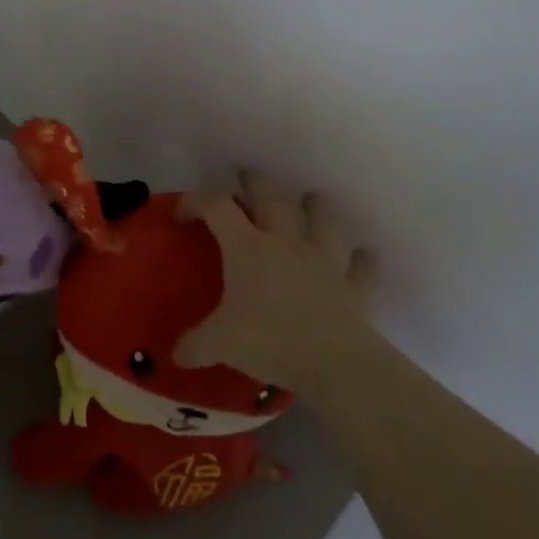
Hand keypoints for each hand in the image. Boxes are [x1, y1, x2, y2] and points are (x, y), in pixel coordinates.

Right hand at [174, 170, 379, 391]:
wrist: (334, 362)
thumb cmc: (270, 340)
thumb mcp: (221, 344)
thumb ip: (195, 345)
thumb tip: (177, 354)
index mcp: (247, 247)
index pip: (216, 206)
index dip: (197, 201)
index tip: (183, 214)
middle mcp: (285, 241)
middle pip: (270, 195)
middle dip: (255, 181)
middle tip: (245, 176)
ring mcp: (323, 259)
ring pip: (322, 217)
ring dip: (315, 206)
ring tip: (310, 201)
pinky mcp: (353, 285)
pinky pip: (361, 265)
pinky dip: (361, 259)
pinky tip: (361, 256)